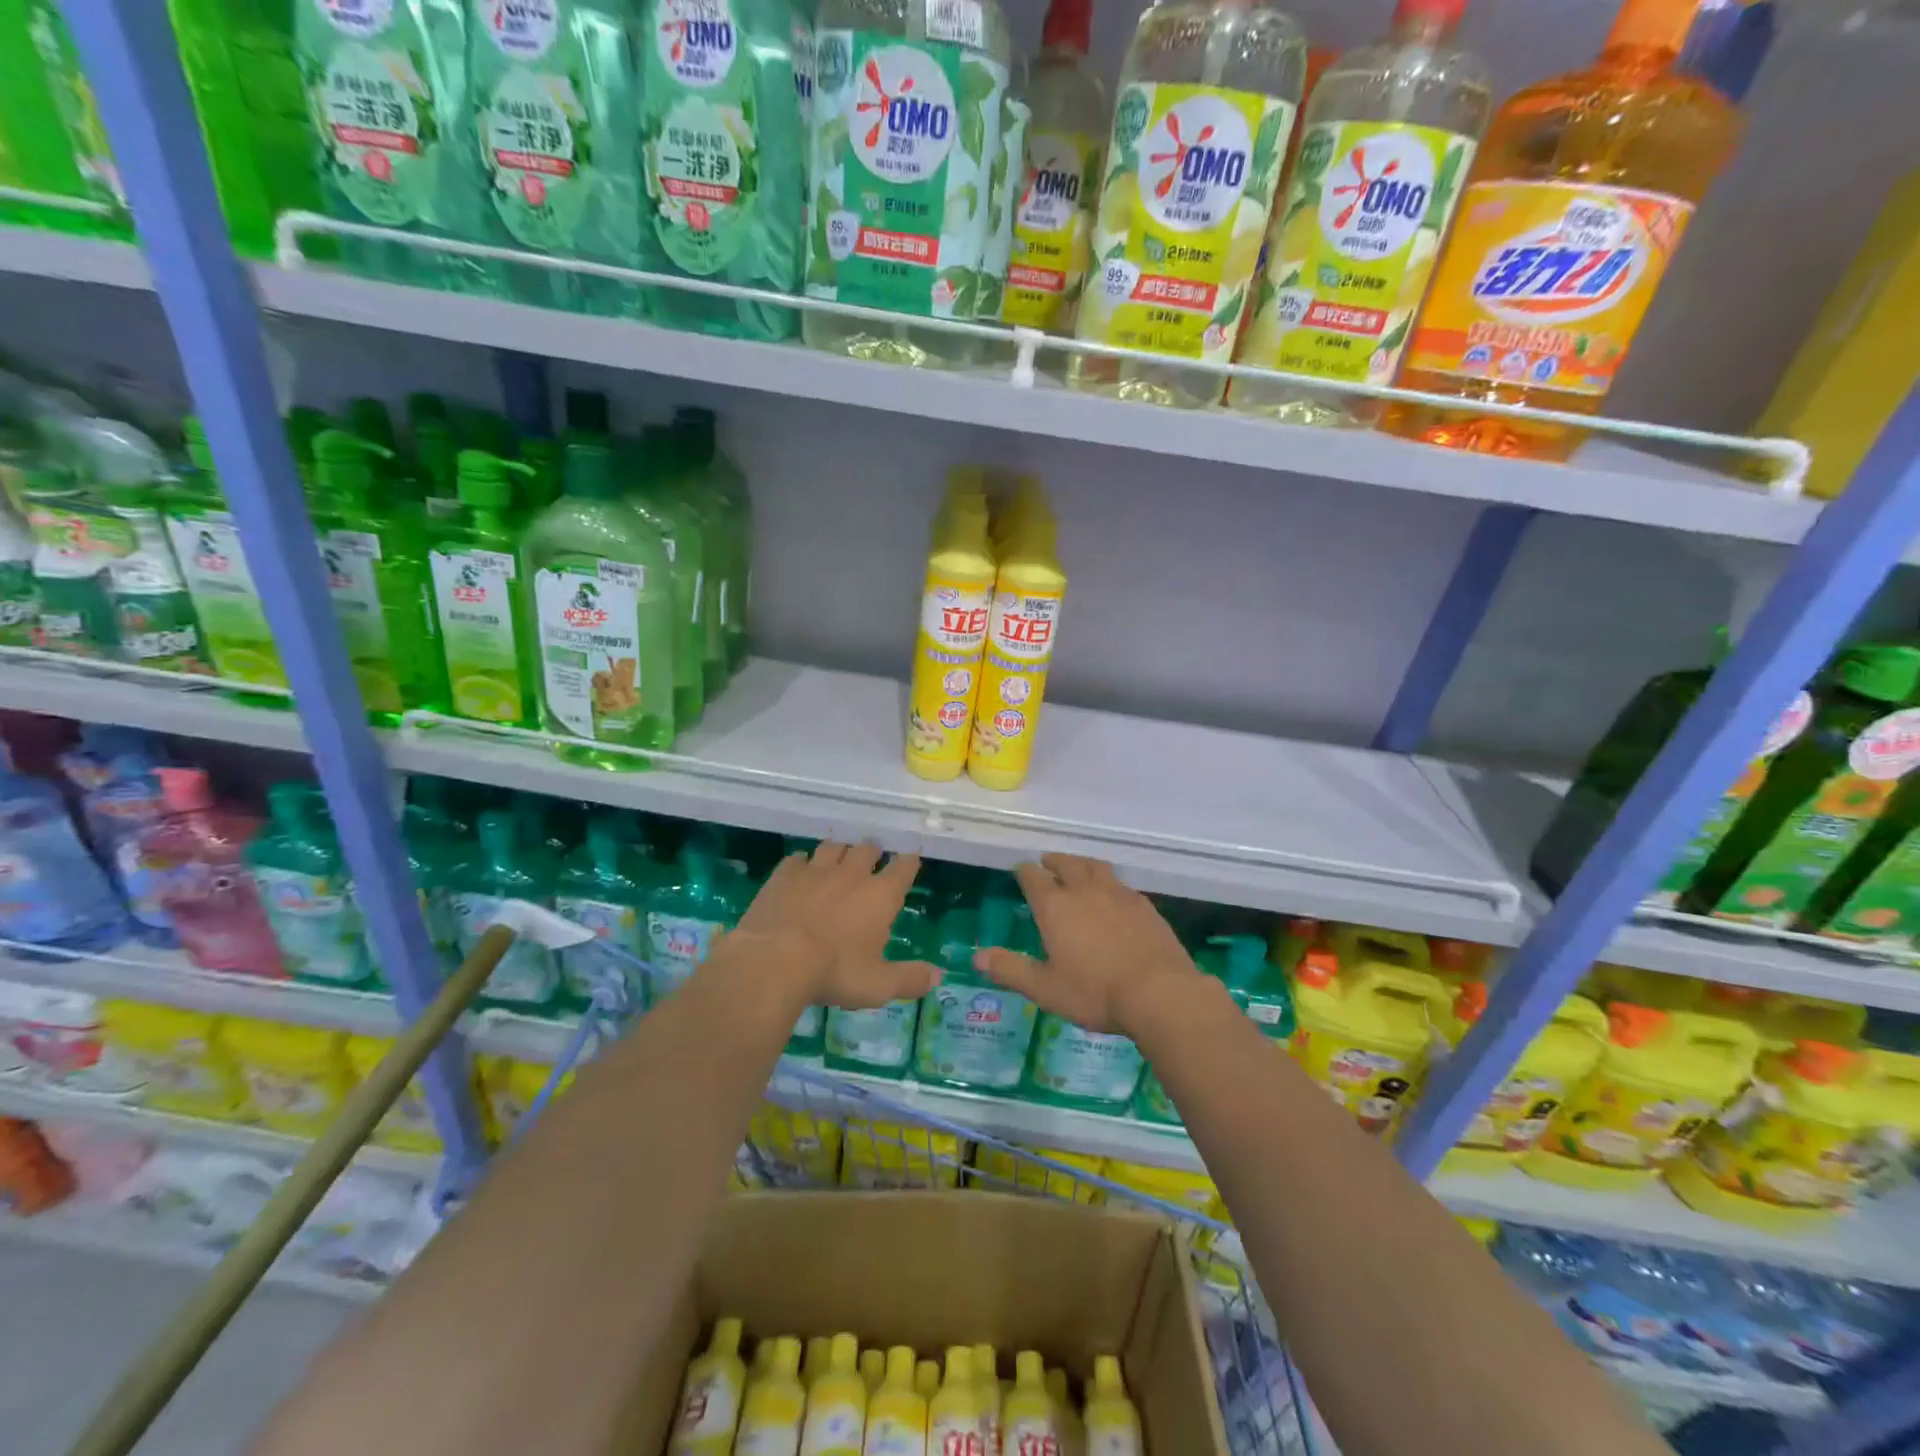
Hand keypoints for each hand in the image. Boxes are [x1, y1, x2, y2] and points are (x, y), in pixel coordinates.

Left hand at [727, 841, 939, 1010]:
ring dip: (840, 851)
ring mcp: (816, 870)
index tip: (911, 860)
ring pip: (834, 847)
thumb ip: (909, 979)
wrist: (774, 960)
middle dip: (873, 853)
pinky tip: (801, 870)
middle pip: (868, 849)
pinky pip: (798, 858)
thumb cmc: (834, 972)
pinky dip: (803, 862)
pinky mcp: (785, 875)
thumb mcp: (877, 985)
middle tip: (873, 860)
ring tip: (840, 859)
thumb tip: (938, 977)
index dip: (909, 862)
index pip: (903, 868)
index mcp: (880, 895)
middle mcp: (852, 874)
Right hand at [974, 855, 1202, 1035]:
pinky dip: (1109, 883)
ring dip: (1082, 864)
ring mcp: (1118, 893)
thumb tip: (976, 957)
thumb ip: (1010, 970)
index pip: (1032, 877)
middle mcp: (1084, 890)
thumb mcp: (1045, 988)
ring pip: (1095, 867)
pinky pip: (1121, 883)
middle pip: (1066, 863)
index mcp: (1055, 906)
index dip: (1024, 872)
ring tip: (1078, 869)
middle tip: (1047, 864)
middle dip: (1053, 862)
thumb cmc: (1094, 992)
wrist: (1159, 993)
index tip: (1020, 871)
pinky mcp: (1144, 904)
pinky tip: (1113, 896)